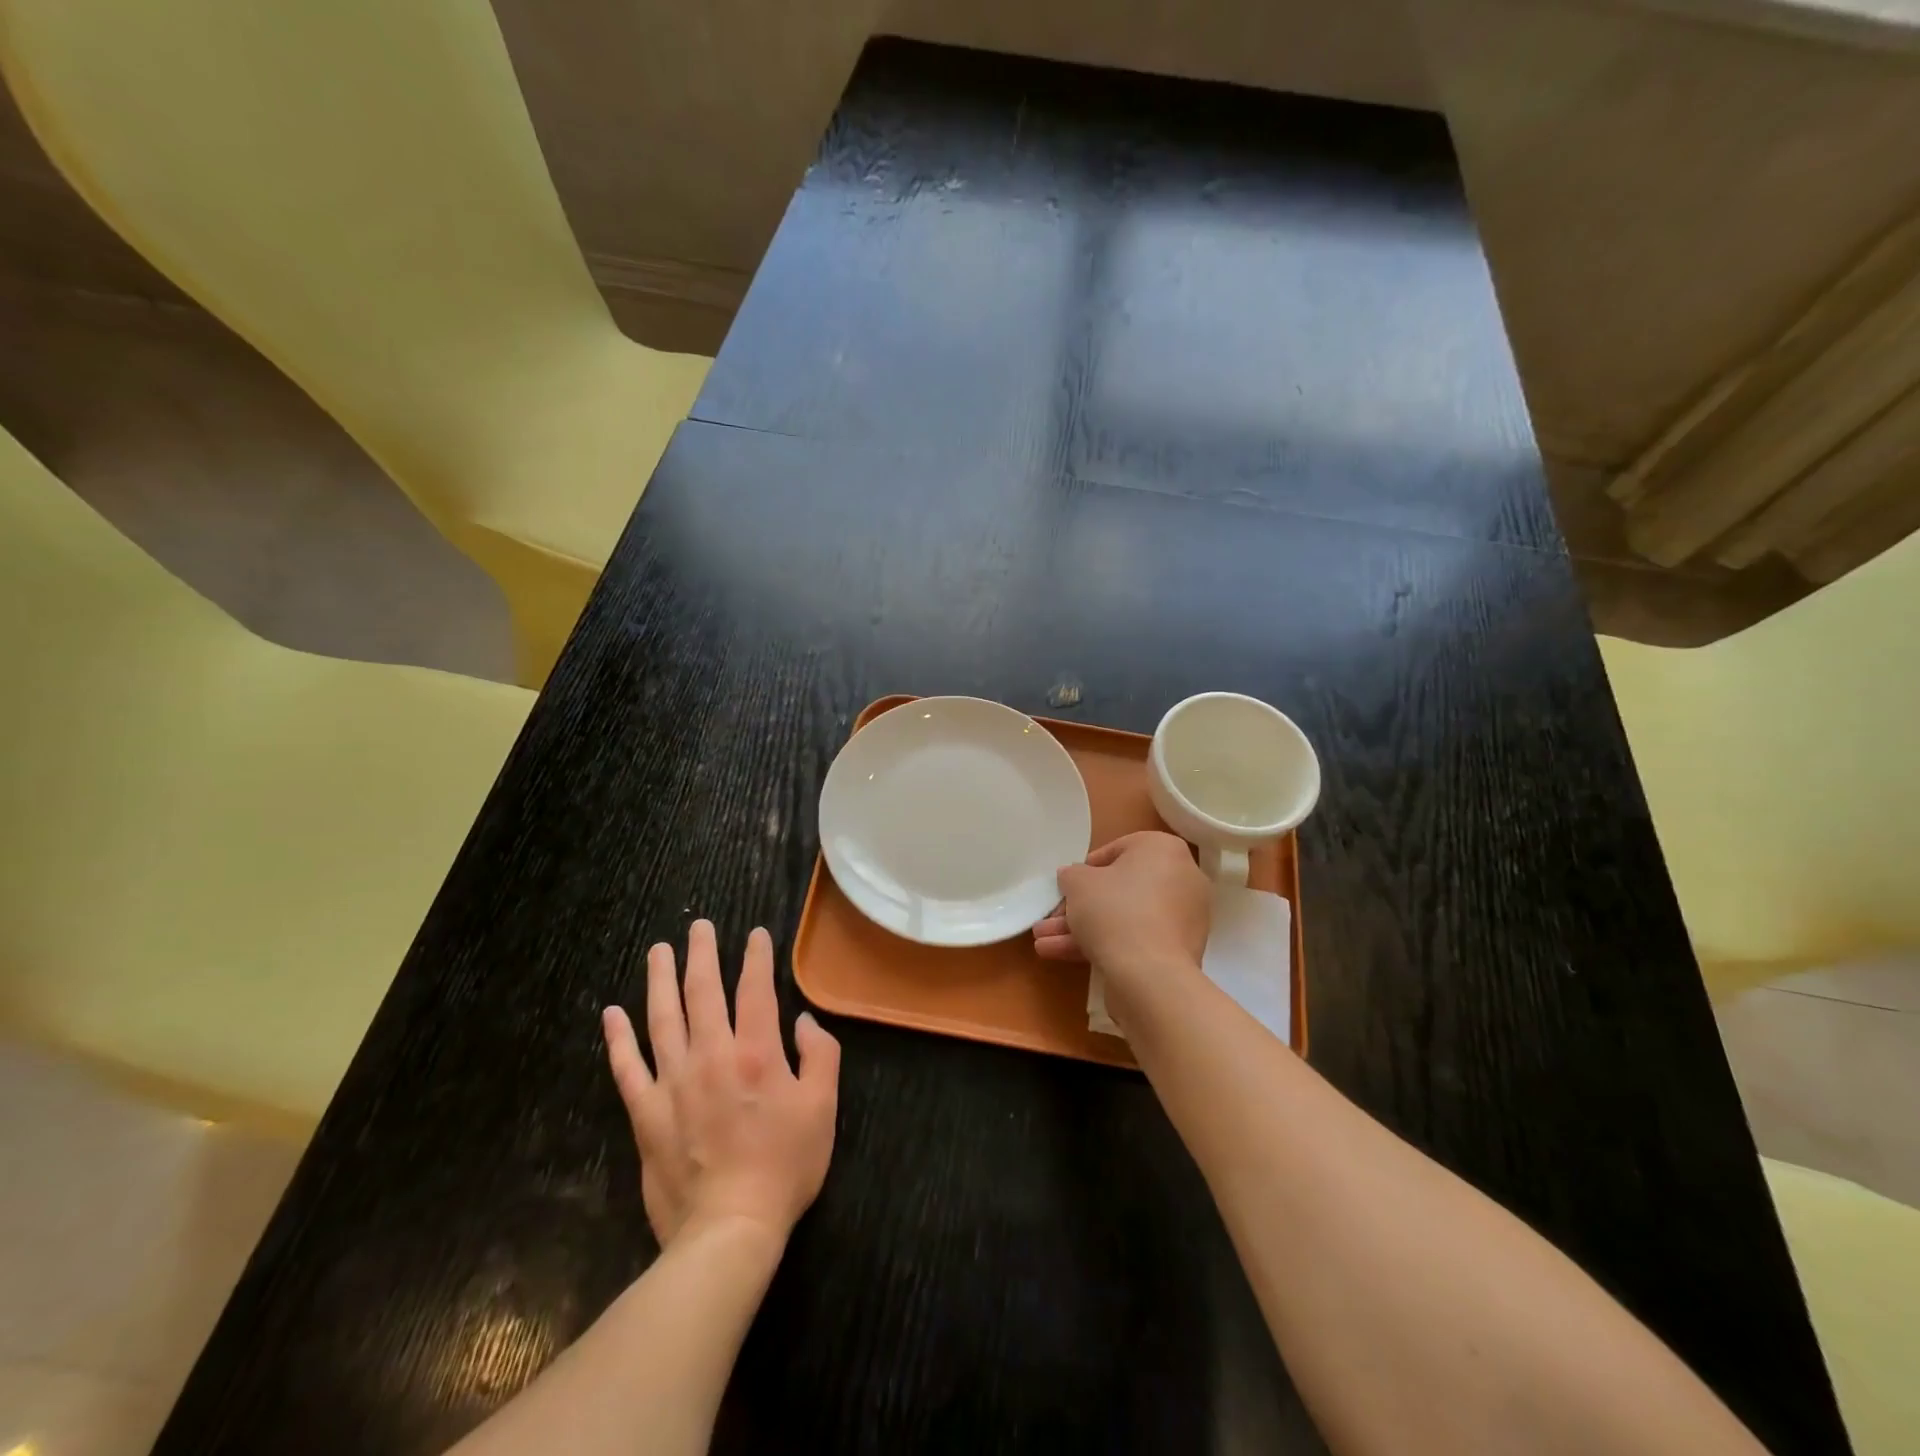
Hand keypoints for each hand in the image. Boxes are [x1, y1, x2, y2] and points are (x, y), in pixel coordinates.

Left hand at [603, 920, 839, 1248]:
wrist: (728, 1230)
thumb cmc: (784, 1166)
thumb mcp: (822, 1108)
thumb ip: (820, 1056)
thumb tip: (804, 1021)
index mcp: (757, 1054)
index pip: (756, 990)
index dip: (756, 958)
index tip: (754, 934)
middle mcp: (712, 1056)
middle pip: (703, 992)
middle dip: (702, 955)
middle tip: (698, 927)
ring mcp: (673, 1083)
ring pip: (663, 1019)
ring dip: (660, 981)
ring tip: (658, 952)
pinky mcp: (646, 1113)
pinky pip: (627, 1068)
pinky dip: (618, 1039)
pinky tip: (611, 1014)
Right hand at [1032, 831, 1210, 1012]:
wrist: (1149, 975)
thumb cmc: (1114, 910)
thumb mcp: (1078, 883)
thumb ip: (1072, 874)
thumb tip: (1073, 877)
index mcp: (1164, 850)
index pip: (1119, 849)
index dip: (1087, 868)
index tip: (1069, 885)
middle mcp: (1181, 879)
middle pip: (1120, 888)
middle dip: (1079, 906)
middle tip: (1051, 919)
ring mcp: (1183, 918)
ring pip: (1124, 917)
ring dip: (1083, 929)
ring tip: (1044, 943)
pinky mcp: (1178, 951)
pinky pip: (1136, 939)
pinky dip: (1103, 944)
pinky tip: (1061, 956)